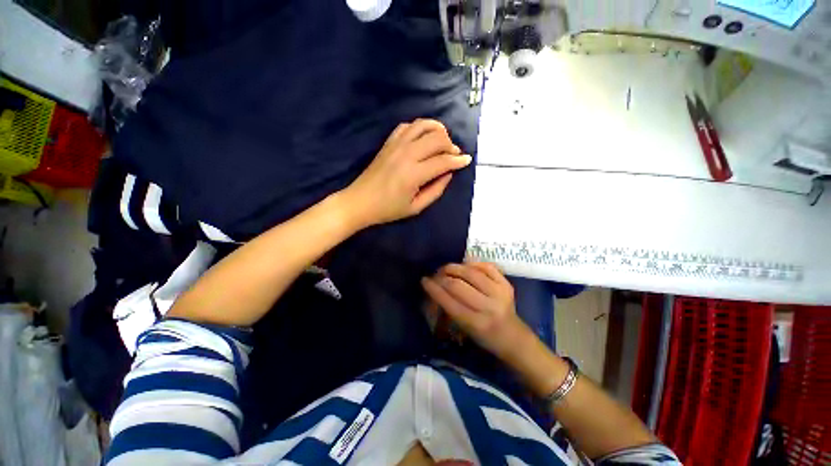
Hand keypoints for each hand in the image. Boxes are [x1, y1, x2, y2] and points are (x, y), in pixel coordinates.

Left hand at [343, 119, 471, 226]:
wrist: (360, 202)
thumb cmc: (388, 209)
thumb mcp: (416, 207)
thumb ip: (436, 190)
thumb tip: (449, 173)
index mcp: (414, 174)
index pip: (443, 161)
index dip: (458, 160)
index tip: (467, 161)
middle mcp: (406, 154)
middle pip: (437, 138)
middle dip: (451, 145)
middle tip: (454, 155)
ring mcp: (396, 145)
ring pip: (423, 126)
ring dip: (438, 130)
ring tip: (443, 141)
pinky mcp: (388, 143)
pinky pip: (407, 126)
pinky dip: (419, 128)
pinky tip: (423, 138)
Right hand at [421, 262, 535, 361]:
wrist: (514, 337)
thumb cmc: (485, 338)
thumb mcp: (464, 329)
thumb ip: (449, 308)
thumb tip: (435, 287)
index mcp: (476, 323)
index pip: (449, 301)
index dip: (434, 289)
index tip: (424, 280)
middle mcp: (488, 307)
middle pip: (458, 285)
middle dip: (442, 276)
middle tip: (435, 274)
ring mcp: (500, 293)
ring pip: (471, 272)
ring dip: (455, 267)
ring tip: (447, 268)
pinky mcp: (507, 284)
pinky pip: (486, 266)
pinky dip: (473, 263)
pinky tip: (465, 265)